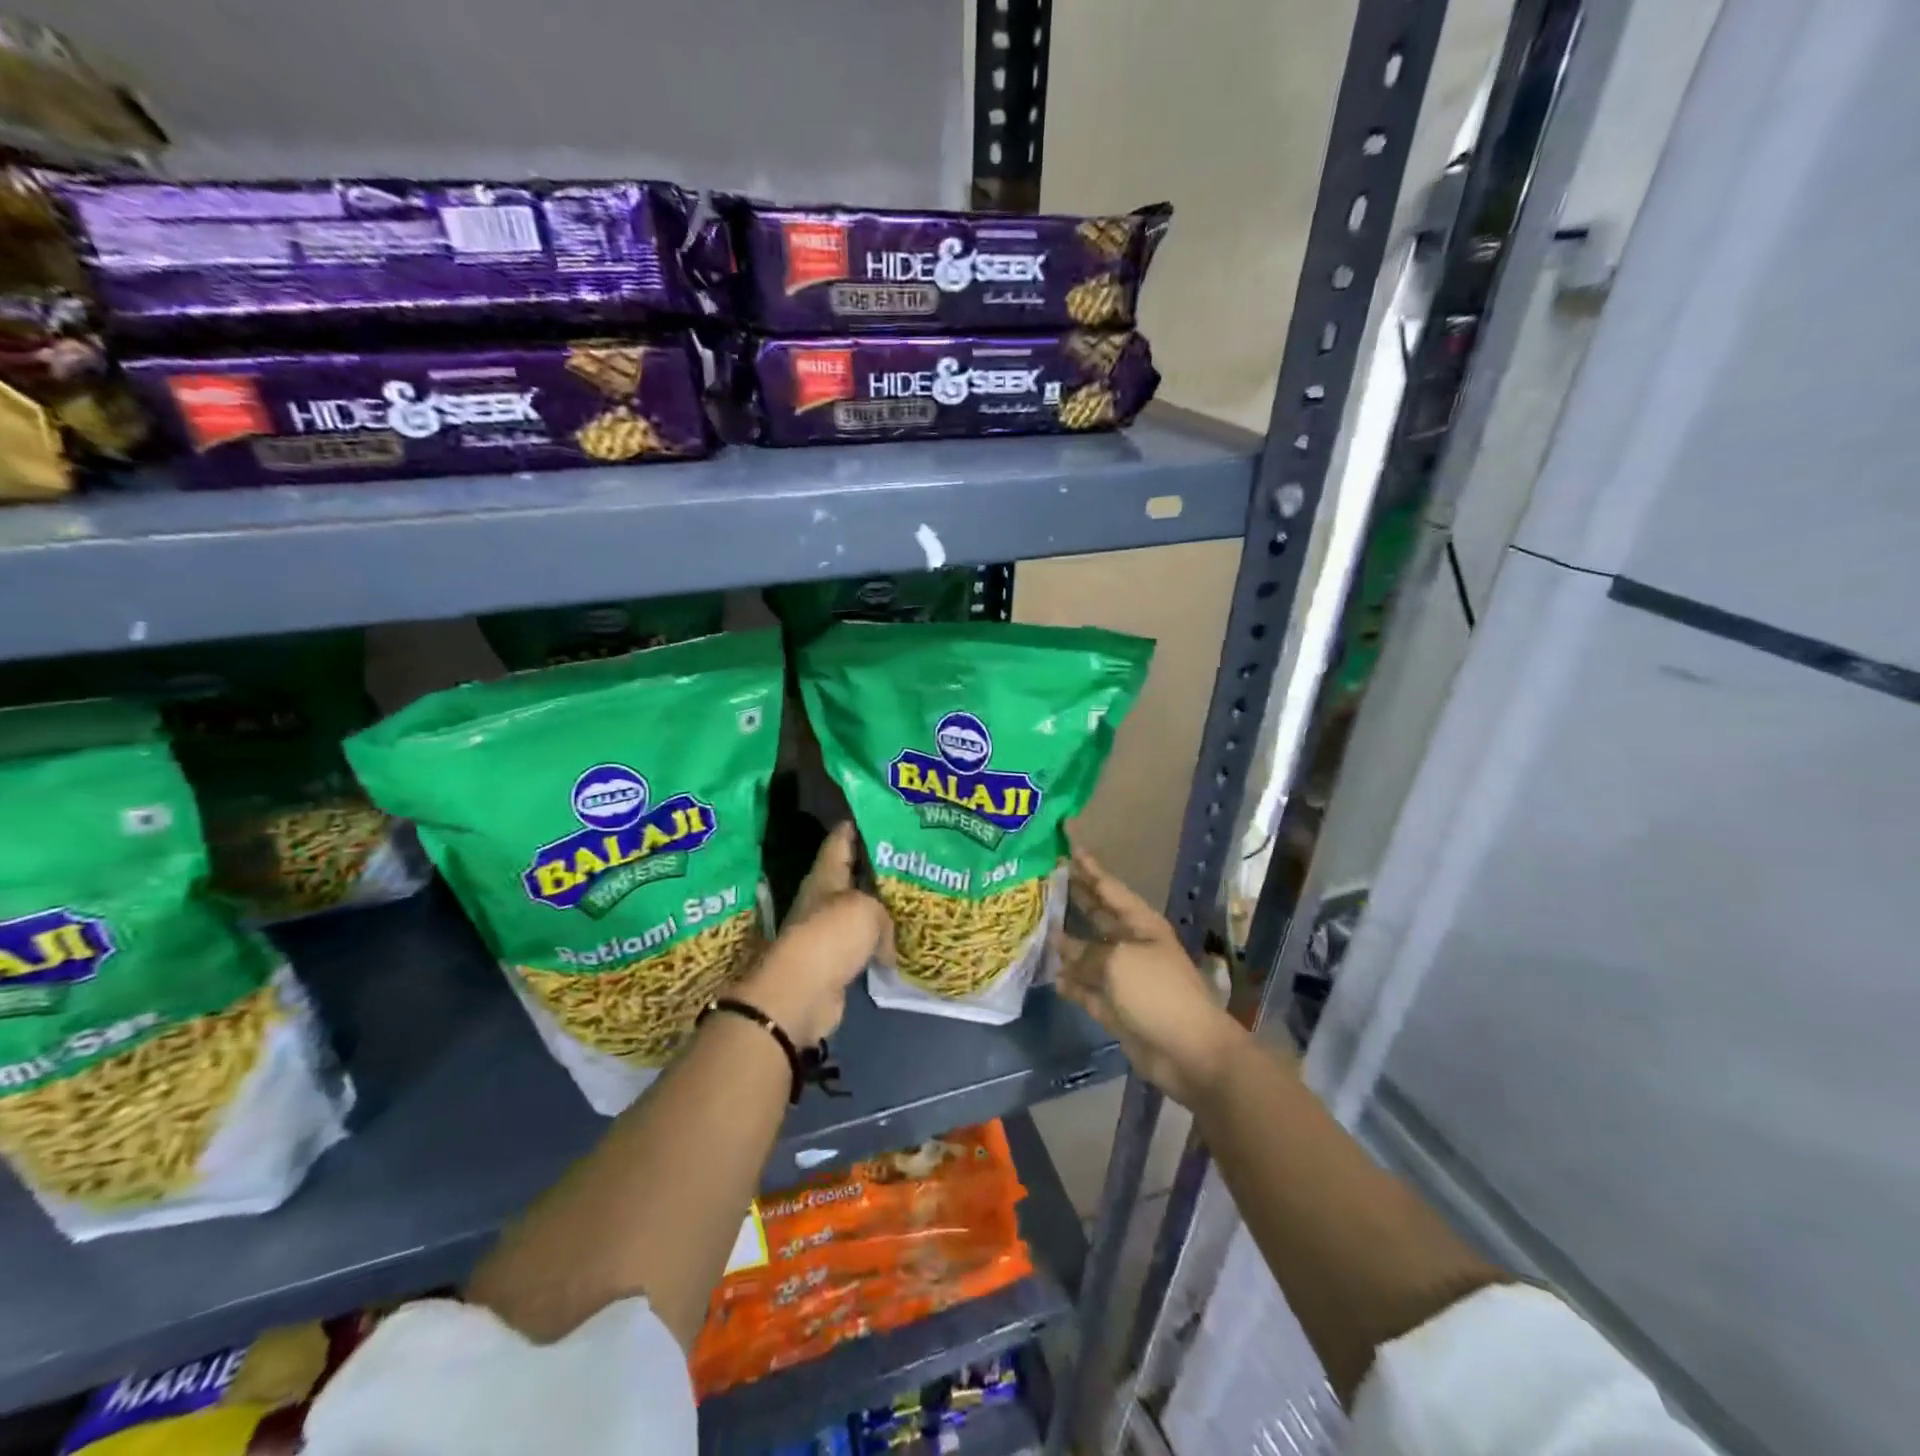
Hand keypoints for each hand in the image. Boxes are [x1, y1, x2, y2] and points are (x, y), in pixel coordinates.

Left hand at [735, 823, 891, 1045]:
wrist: (803, 993)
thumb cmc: (832, 935)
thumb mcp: (867, 909)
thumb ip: (884, 912)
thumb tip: (886, 943)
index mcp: (826, 874)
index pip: (842, 838)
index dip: (860, 824)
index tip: (884, 814)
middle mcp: (824, 897)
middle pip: (853, 874)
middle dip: (878, 866)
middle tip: (912, 857)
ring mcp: (827, 930)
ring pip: (860, 910)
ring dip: (881, 907)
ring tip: (913, 897)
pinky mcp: (835, 960)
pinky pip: (863, 943)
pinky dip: (879, 943)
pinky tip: (902, 941)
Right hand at [1052, 841, 1245, 1108]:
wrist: (1189, 1051)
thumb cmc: (1157, 992)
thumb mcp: (1118, 962)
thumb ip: (1086, 953)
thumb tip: (1061, 945)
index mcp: (1140, 924)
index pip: (1108, 888)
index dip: (1089, 868)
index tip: (1067, 847)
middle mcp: (1131, 945)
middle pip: (1097, 916)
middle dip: (1074, 898)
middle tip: (1044, 879)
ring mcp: (1123, 977)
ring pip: (1088, 953)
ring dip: (1066, 943)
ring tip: (1036, 926)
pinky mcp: (1116, 1007)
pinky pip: (1087, 988)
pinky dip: (1071, 982)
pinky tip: (1051, 975)